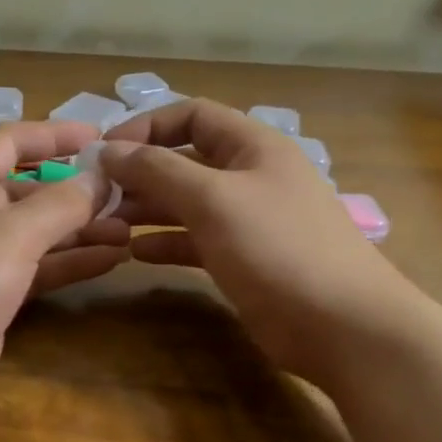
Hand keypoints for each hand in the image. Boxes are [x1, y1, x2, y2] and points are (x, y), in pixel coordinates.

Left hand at [0, 122, 129, 415]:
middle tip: (126, 194)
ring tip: (129, 228)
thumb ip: (61, 203)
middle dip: (76, 191)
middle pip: (29, 190)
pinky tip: (112, 259)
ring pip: (39, 232)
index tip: (100, 136)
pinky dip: (71, 262)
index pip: (11, 142)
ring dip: (80, 230)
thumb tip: (100, 177)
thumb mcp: (12, 233)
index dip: (54, 135)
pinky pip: (38, 268)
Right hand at [100, 100, 417, 385]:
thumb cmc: (277, 248)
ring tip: (109, 223)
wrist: (343, 326)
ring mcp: (248, 220)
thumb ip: (157, 171)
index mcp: (253, 146)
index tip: (106, 151)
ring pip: (187, 202)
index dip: (146, 126)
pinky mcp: (244, 259)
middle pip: (185, 160)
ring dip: (148, 208)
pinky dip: (165, 242)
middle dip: (141, 172)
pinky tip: (135, 253)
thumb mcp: (213, 199)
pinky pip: (195, 239)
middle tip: (98, 194)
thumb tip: (108, 150)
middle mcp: (250, 176)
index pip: (192, 115)